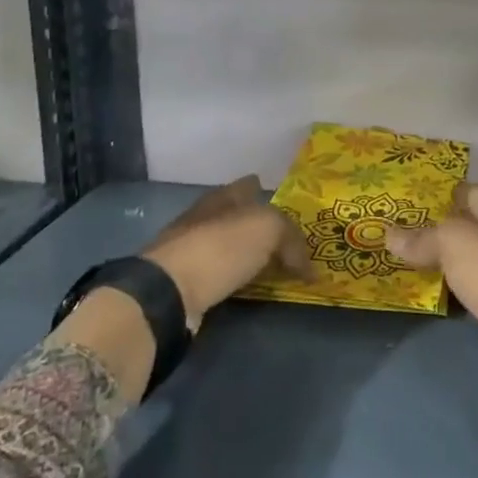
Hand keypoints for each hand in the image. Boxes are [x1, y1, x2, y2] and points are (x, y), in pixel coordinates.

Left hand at [143, 176, 309, 327]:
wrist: (168, 291)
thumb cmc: (220, 247)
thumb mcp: (269, 229)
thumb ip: (293, 240)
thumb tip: (309, 268)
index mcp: (224, 197)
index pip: (248, 185)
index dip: (265, 190)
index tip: (284, 204)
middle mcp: (205, 217)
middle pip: (238, 216)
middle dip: (258, 225)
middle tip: (287, 242)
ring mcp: (191, 250)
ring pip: (228, 246)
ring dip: (247, 255)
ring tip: (272, 268)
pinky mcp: (184, 282)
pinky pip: (221, 275)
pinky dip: (236, 279)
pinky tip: (248, 287)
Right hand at [388, 183, 477, 423]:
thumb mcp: (452, 241)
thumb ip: (421, 237)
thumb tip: (389, 235)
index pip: (464, 190)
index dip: (434, 193)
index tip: (400, 199)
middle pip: (462, 226)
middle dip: (429, 228)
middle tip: (390, 229)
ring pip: (461, 259)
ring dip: (435, 260)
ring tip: (395, 257)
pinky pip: (464, 288)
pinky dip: (445, 288)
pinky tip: (418, 289)